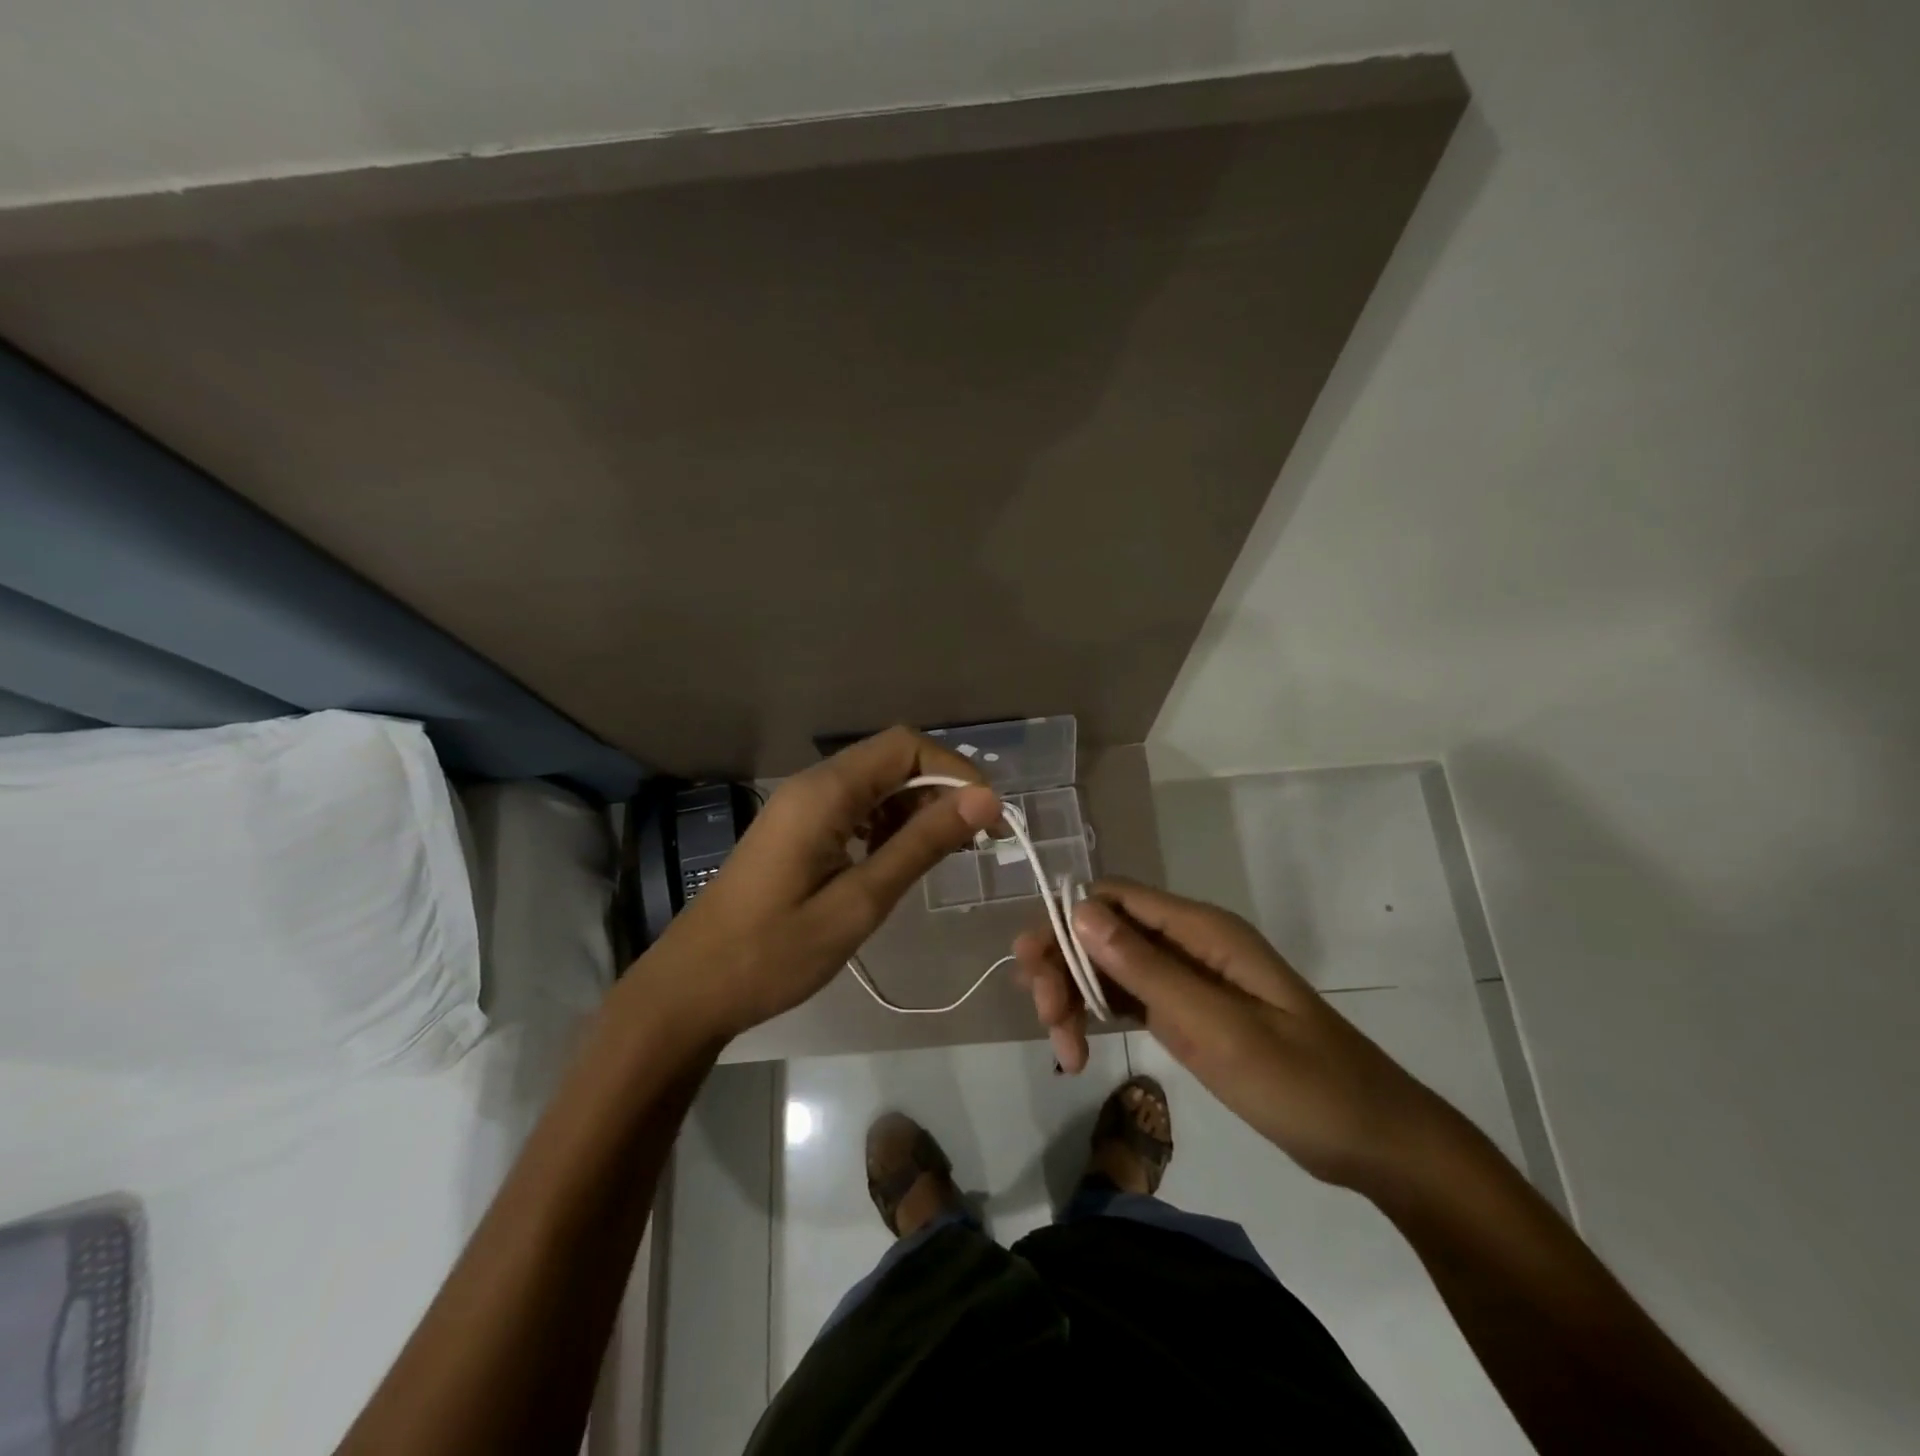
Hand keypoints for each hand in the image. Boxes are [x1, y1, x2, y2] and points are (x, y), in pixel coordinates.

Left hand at [634, 728, 1000, 1040]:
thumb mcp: (859, 902)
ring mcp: (801, 807)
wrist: (691, 989)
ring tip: (943, 856)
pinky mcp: (798, 830)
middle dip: (940, 792)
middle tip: (974, 843)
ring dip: (916, 810)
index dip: (954, 772)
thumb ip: (921, 845)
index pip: (906, 746)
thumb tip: (985, 799)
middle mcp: (813, 785)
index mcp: (825, 792)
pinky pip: (855, 808)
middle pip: (892, 760)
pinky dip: (888, 825)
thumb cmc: (774, 953)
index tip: (988, 818)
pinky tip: (899, 861)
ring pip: (876, 784)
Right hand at [1016, 879, 1458, 1192]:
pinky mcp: (1187, 1010)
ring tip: (1066, 1052)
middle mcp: (1187, 942)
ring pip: (1108, 964)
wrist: (1374, 1140)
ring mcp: (1187, 977)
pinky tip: (1080, 1048)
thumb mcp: (1218, 1028)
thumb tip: (1078, 911)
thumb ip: (1146, 969)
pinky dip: (1097, 1015)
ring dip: (1074, 996)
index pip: (1112, 898)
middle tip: (1050, 1026)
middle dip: (1064, 967)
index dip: (1064, 922)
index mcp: (1200, 930)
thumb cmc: (1301, 1082)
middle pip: (1102, 930)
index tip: (1035, 973)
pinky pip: (1127, 996)